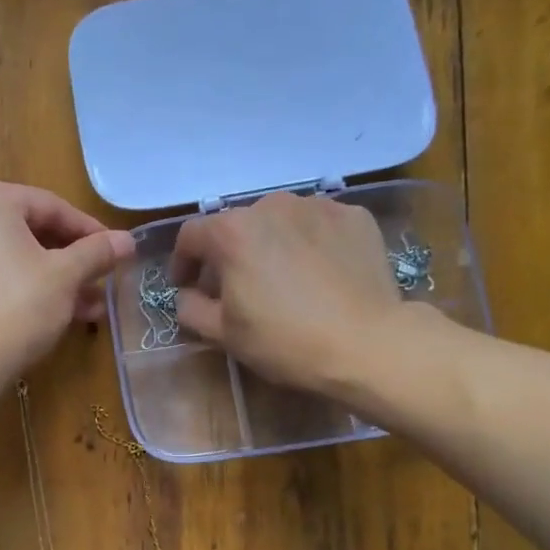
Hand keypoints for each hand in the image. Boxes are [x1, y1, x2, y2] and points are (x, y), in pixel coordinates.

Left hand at [0, 181, 133, 380]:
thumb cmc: (18, 303)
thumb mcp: (66, 275)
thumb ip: (97, 252)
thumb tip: (129, 240)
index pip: (52, 206)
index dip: (91, 230)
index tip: (118, 251)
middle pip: (37, 232)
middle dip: (76, 261)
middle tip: (107, 278)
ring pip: (24, 259)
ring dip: (63, 281)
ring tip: (95, 307)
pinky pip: (7, 278)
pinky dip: (37, 291)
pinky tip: (69, 316)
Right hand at [170, 191, 438, 395]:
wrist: (367, 345)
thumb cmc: (285, 341)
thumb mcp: (224, 334)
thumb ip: (191, 308)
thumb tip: (188, 295)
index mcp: (232, 232)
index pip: (191, 235)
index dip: (182, 262)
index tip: (186, 286)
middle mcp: (272, 205)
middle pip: (237, 225)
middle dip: (229, 254)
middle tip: (236, 287)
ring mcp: (318, 206)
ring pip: (280, 221)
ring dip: (270, 244)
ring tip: (281, 278)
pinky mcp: (355, 217)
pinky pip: (318, 225)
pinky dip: (310, 243)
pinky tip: (319, 274)